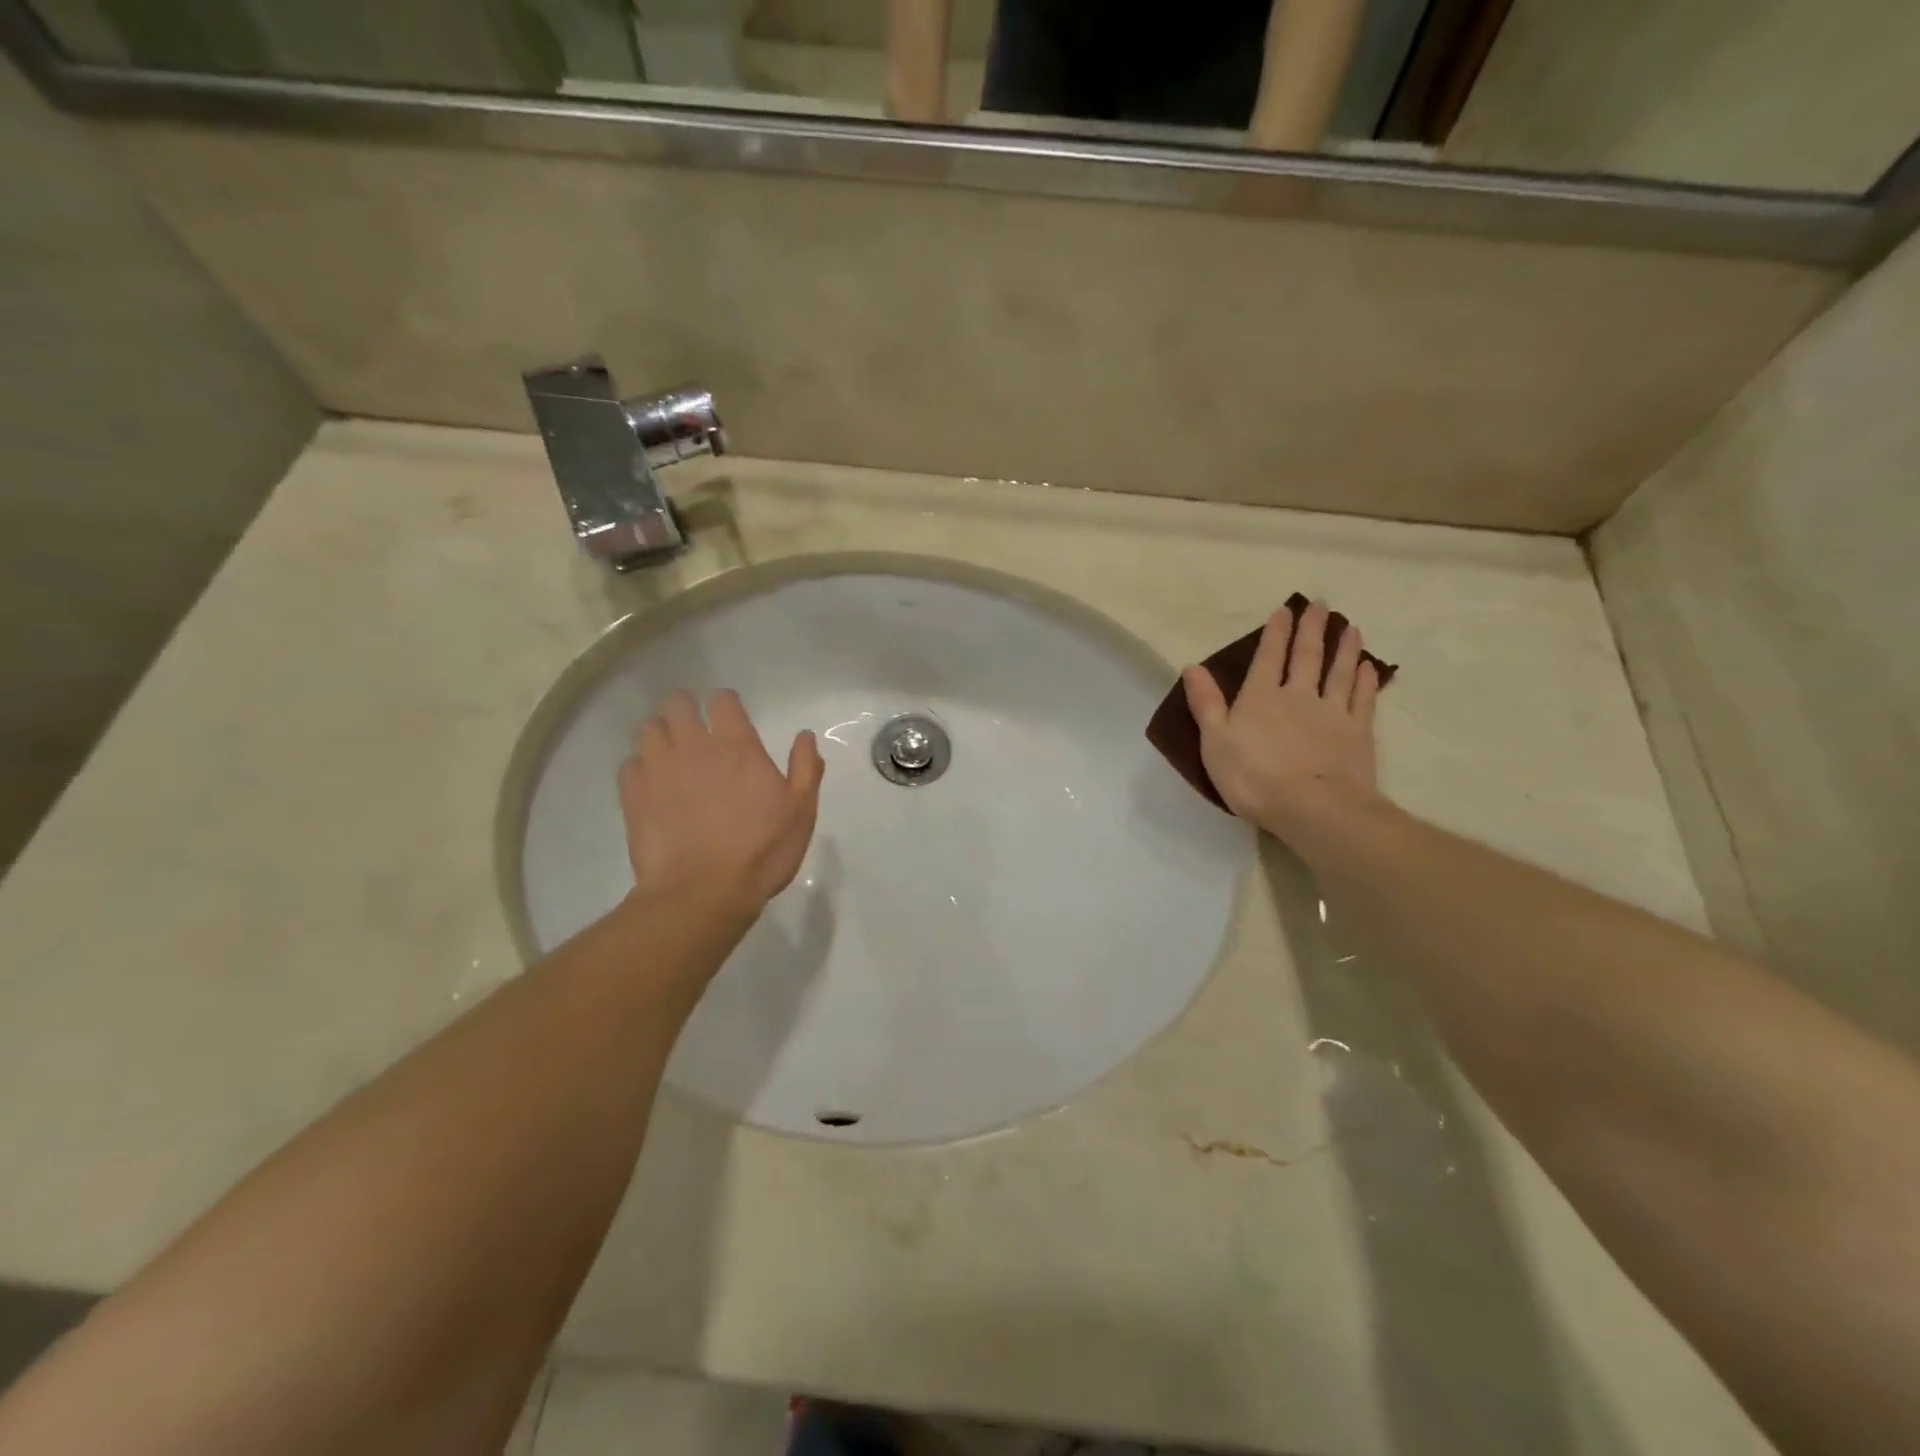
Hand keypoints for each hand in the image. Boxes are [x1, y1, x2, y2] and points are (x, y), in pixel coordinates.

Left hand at [619, 690, 824, 920]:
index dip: (726, 704)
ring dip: (661, 734)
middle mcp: (694, 748)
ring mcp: (659, 770)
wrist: (703, 893)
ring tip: (672, 754)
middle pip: (677, 704)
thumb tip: (805, 736)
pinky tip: (653, 785)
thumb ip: (805, 768)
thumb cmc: (761, 851)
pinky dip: (641, 768)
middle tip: (697, 730)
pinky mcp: (633, 796)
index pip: (722, 701)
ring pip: (649, 729)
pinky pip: (630, 765)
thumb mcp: (801, 811)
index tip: (731, 717)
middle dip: (686, 709)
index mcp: (737, 747)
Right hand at [1181, 600, 1383, 844]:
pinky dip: (1366, 681)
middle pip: (1307, 656)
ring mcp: (1332, 713)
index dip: (1275, 633)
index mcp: (1260, 697)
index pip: (1268, 657)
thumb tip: (1192, 666)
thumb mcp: (1214, 741)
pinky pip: (1362, 699)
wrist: (1312, 807)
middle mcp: (1298, 696)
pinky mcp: (1358, 733)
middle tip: (1321, 605)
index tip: (1284, 610)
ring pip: (1339, 672)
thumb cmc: (1253, 777)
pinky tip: (1369, 668)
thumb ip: (1205, 703)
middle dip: (1311, 630)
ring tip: (1350, 627)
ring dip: (1344, 648)